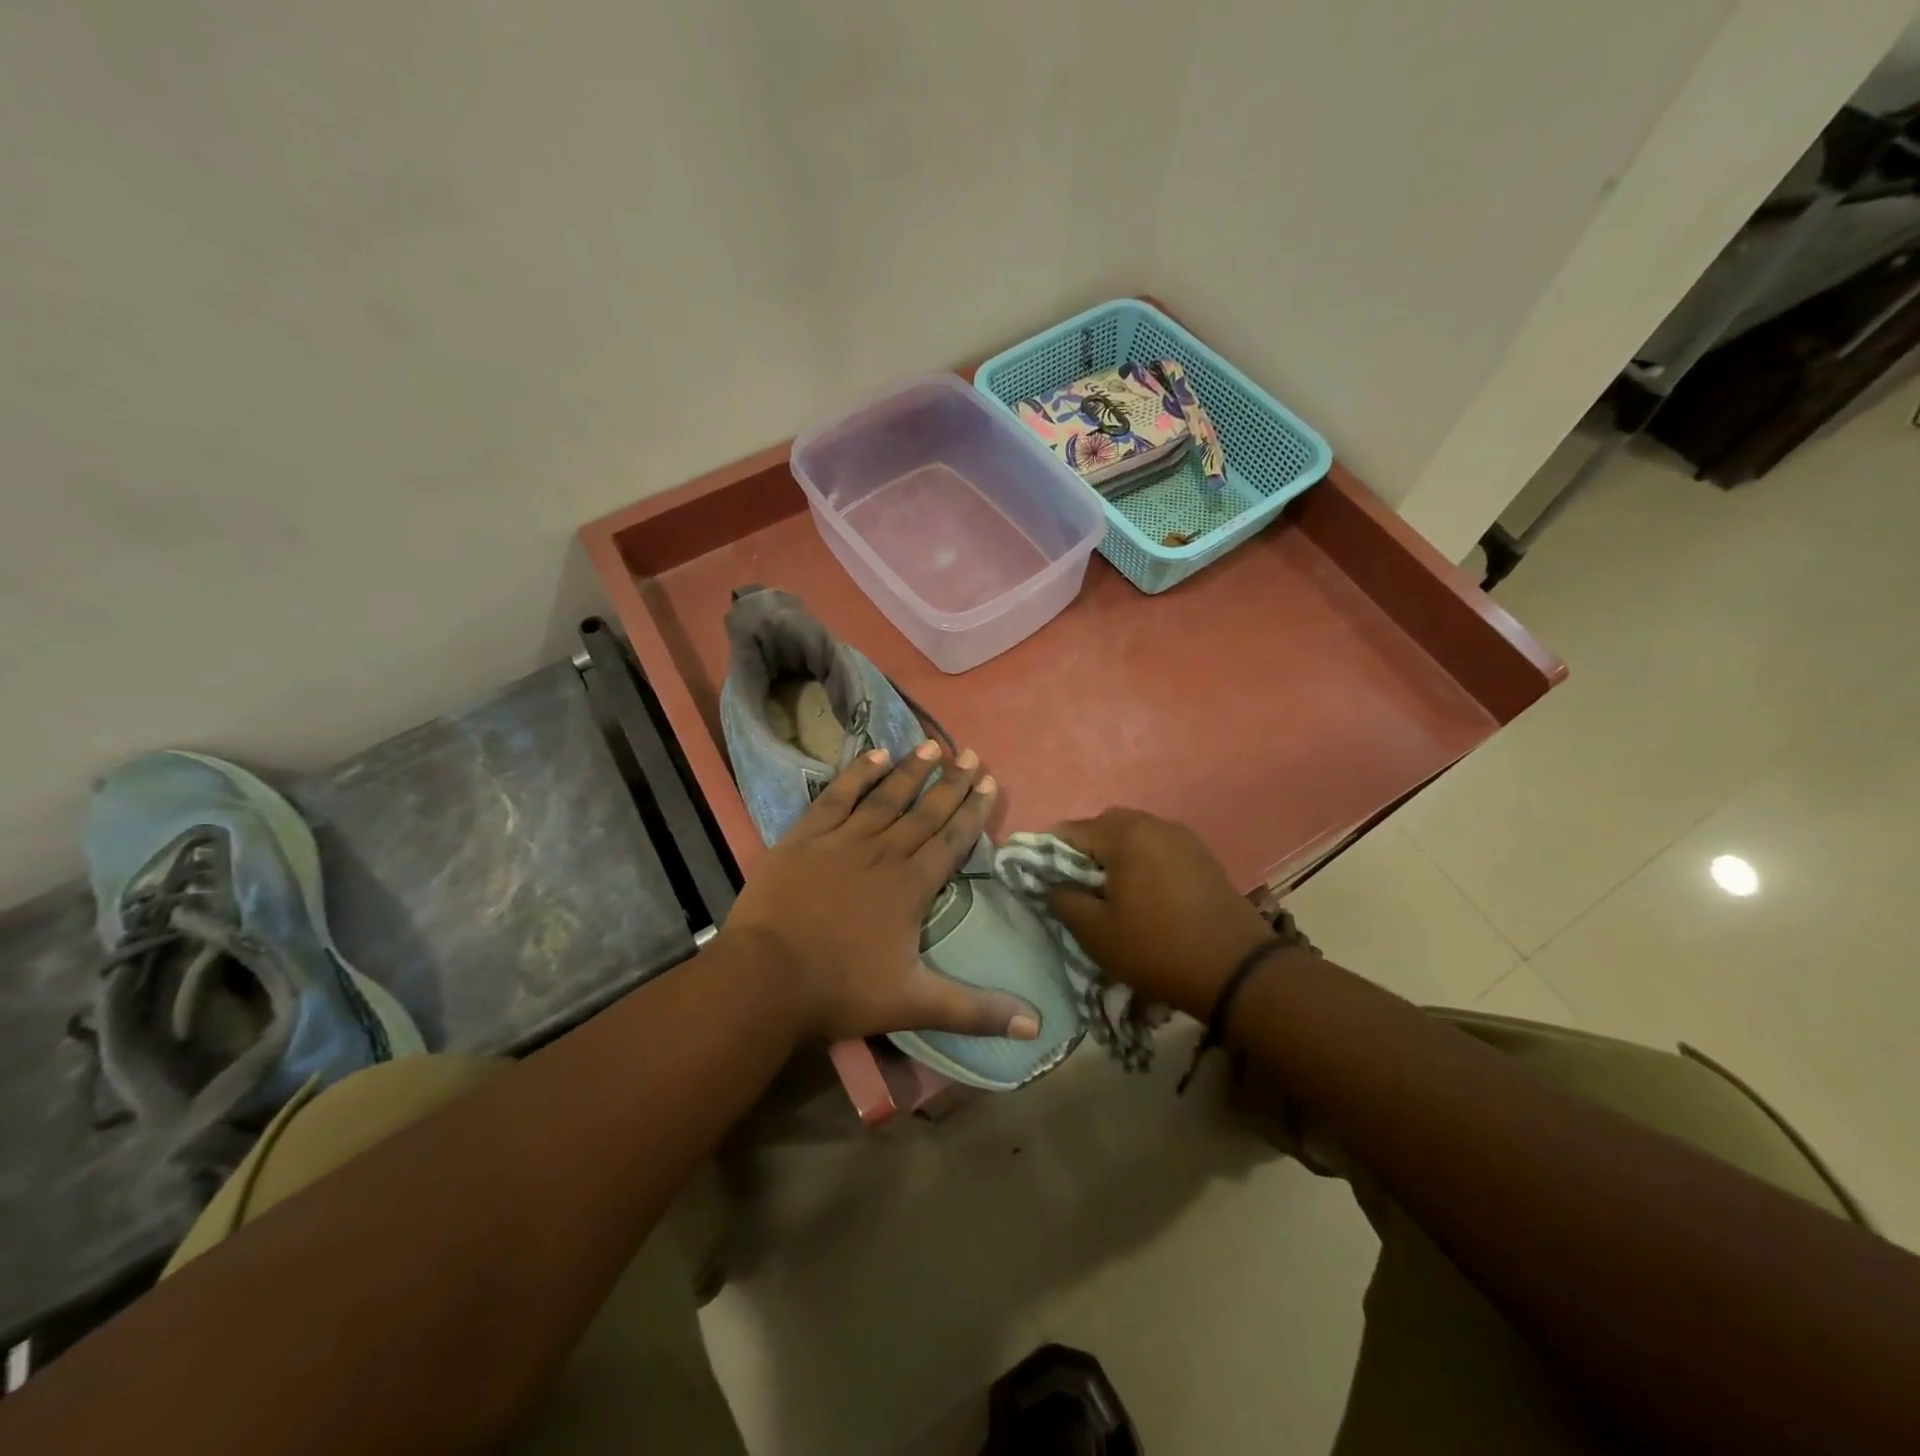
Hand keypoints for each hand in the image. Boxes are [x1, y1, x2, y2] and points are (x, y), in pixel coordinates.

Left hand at [724, 742, 1039, 1044]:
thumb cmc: (841, 990)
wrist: (765, 978)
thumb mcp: (914, 1004)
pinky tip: (874, 754)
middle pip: (924, 812)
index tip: (988, 781)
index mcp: (911, 886)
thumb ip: (976, 1011)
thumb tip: (1037, 1027)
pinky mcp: (805, 836)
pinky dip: (857, 774)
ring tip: (933, 745)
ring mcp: (842, 840)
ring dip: (911, 770)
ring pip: (886, 797)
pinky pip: (837, 796)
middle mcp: (883, 852)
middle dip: (951, 783)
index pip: (952, 840)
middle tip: (970, 754)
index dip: (973, 810)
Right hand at [1045, 808, 1274, 1019]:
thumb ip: (1063, 900)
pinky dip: (1142, 864)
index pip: (1069, 831)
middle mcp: (1153, 823)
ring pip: (1132, 837)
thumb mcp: (1096, 932)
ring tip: (1111, 897)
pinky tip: (1144, 897)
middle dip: (1084, 855)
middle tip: (1078, 893)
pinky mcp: (1202, 855)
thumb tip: (1049, 883)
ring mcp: (1182, 837)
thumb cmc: (1157, 948)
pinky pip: (1158, 849)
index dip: (1049, 857)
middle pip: (1102, 828)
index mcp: (1124, 833)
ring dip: (1115, 859)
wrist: (1237, 971)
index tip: (1045, 885)